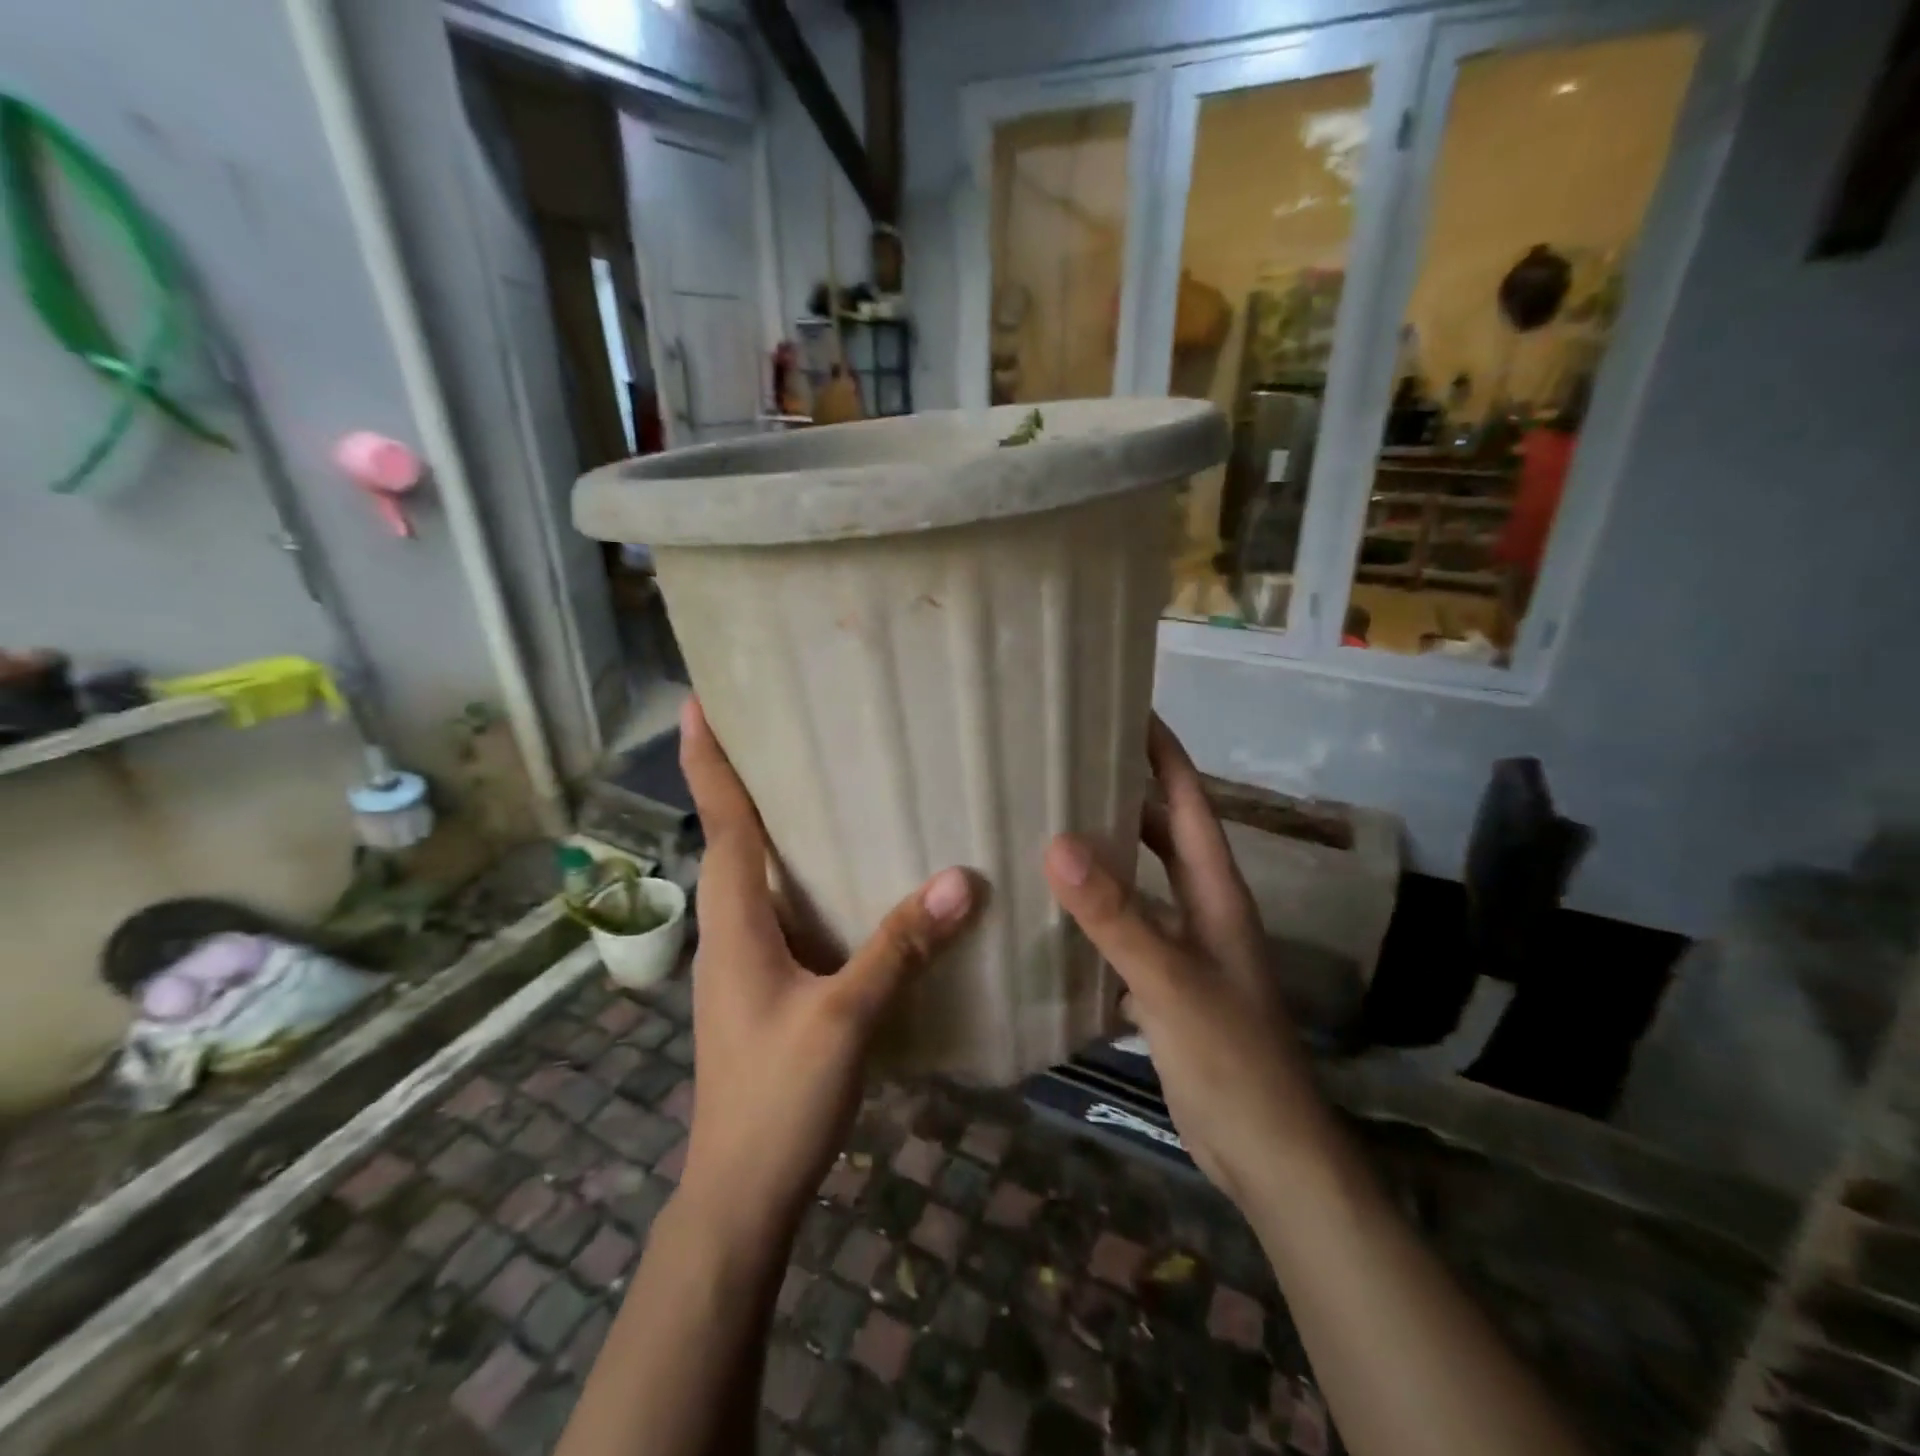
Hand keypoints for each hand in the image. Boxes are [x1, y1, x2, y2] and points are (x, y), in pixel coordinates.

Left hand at [676, 697, 975, 1233]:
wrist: (740, 1194)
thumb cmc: (775, 1099)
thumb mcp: (844, 1018)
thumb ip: (898, 947)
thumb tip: (959, 880)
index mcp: (734, 922)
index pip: (720, 823)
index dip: (707, 761)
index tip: (697, 701)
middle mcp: (732, 930)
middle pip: (732, 839)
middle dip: (744, 780)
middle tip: (780, 726)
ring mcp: (746, 961)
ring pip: (758, 877)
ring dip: (775, 828)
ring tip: (819, 785)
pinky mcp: (767, 986)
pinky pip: (783, 911)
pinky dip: (804, 878)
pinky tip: (848, 879)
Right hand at [1044, 717, 1329, 1202]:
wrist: (1267, 1153)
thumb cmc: (1231, 1057)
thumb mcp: (1170, 980)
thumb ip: (1116, 915)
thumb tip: (1058, 844)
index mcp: (1216, 892)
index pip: (1189, 803)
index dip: (1164, 754)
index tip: (1128, 709)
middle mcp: (1203, 909)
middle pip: (1163, 835)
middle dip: (1126, 795)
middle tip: (1069, 764)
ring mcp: (1186, 950)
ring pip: (1142, 883)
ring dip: (1107, 854)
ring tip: (1050, 826)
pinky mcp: (1166, 987)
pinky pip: (1126, 931)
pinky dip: (1096, 913)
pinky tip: (1053, 913)